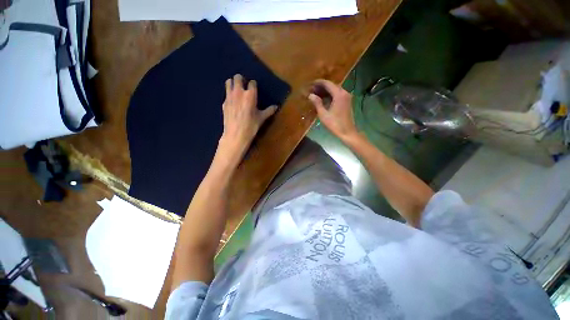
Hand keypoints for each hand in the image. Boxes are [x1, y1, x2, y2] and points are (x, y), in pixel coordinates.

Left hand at [219, 74, 276, 157]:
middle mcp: (239, 92)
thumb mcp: (261, 119)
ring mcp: (229, 96)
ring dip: (233, 83)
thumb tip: (276, 107)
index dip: (253, 85)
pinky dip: (229, 94)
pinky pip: (226, 93)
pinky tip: (233, 102)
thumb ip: (269, 111)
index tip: (254, 89)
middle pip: (238, 77)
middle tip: (244, 87)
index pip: (252, 83)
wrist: (235, 135)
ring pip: (229, 82)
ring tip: (237, 90)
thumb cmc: (251, 126)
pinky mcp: (224, 103)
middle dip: (241, 80)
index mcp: (250, 95)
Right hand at [308, 80, 359, 142]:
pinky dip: (330, 95)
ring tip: (316, 94)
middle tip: (312, 89)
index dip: (318, 83)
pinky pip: (337, 94)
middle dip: (321, 86)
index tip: (310, 83)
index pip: (327, 83)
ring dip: (326, 91)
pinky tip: (323, 99)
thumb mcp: (323, 114)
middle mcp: (344, 92)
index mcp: (338, 94)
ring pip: (335, 90)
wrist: (347, 132)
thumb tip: (310, 95)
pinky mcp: (347, 102)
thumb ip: (317, 103)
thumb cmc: (334, 124)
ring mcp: (347, 97)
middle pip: (332, 85)